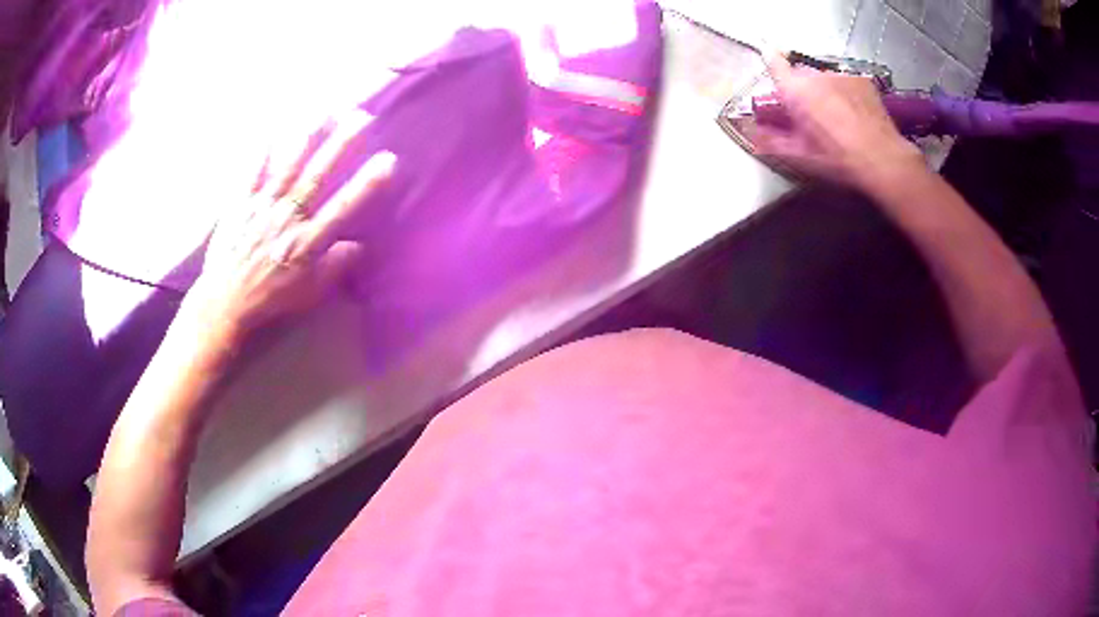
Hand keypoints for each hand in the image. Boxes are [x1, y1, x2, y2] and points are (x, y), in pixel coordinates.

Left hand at [185, 109, 393, 344]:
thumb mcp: (309, 294)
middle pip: (318, 175)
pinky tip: (271, 130)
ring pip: (288, 166)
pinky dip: (260, 152)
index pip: (343, 206)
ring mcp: (262, 208)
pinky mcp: (239, 205)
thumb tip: (359, 246)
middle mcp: (288, 218)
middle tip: (361, 117)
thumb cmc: (269, 299)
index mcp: (308, 242)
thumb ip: (334, 269)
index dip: (367, 182)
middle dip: (341, 144)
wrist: (225, 303)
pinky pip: (251, 174)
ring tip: (324, 111)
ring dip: (306, 138)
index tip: (388, 160)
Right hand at [751, 53, 923, 188]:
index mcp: (796, 90)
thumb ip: (771, 141)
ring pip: (824, 78)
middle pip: (801, 74)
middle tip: (811, 115)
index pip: (774, 62)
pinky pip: (846, 81)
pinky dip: (845, 93)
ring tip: (837, 117)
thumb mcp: (801, 157)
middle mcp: (816, 75)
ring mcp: (841, 75)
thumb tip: (751, 131)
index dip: (770, 61)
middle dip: (801, 89)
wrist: (883, 160)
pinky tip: (855, 114)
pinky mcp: (862, 80)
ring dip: (824, 91)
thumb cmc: (838, 159)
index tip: (771, 64)